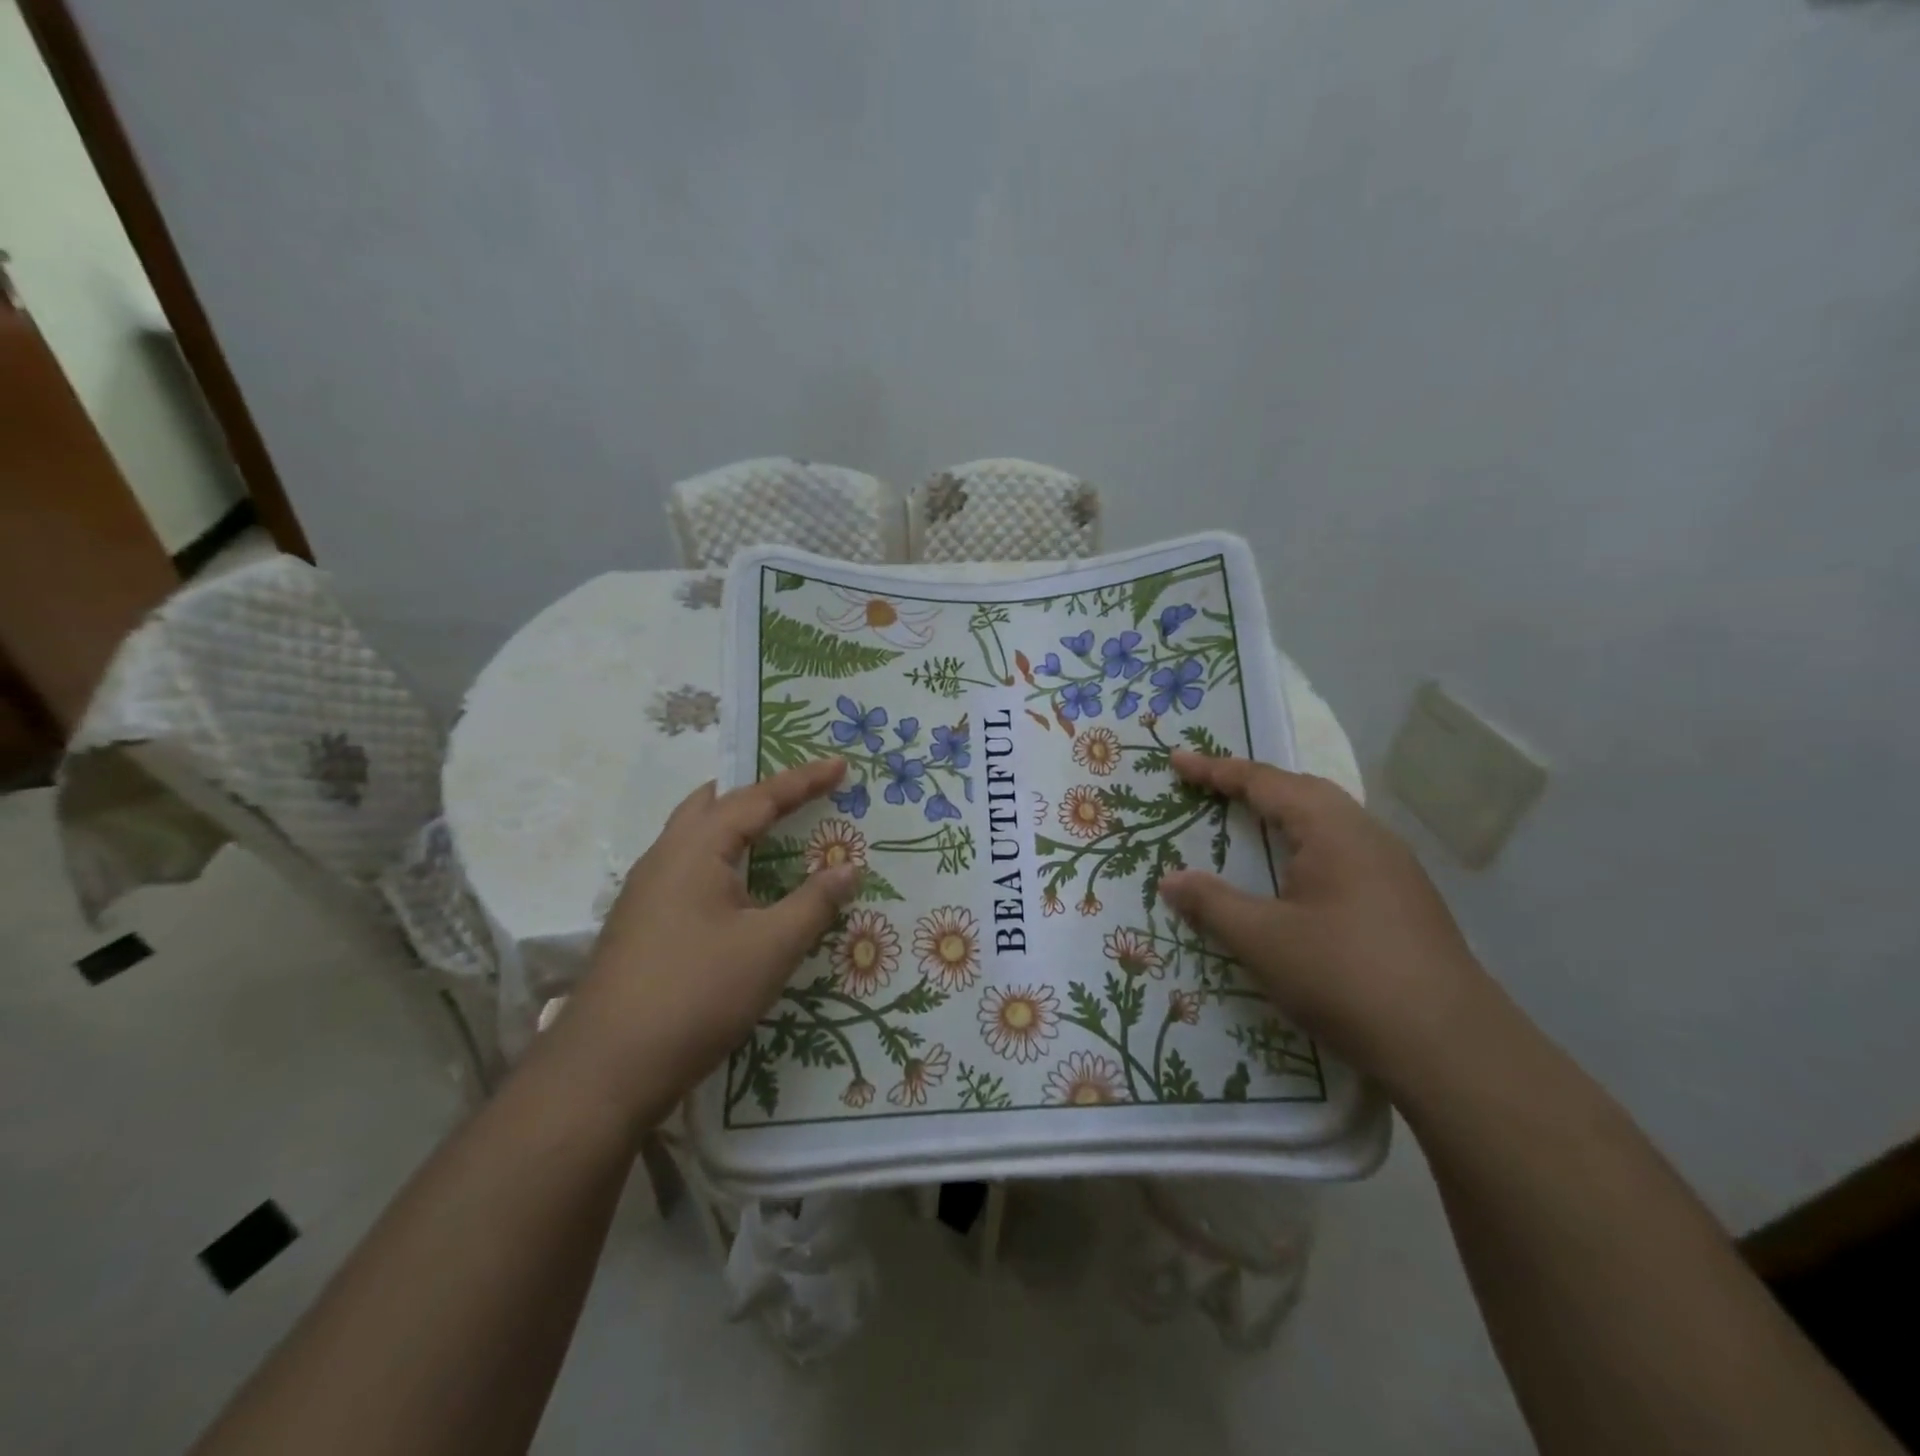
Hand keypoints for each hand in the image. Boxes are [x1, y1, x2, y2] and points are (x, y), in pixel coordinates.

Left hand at [552, 759, 860, 1117]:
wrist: (604, 1071)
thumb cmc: (695, 995)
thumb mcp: (770, 948)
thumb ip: (814, 902)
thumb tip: (852, 868)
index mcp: (694, 849)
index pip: (757, 798)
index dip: (803, 780)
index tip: (840, 765)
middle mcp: (664, 858)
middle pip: (714, 804)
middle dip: (760, 793)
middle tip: (800, 792)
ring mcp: (647, 893)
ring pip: (696, 838)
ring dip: (737, 826)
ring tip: (776, 832)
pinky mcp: (643, 925)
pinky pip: (690, 870)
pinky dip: (724, 860)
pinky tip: (741, 890)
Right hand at [1157, 750, 1498, 1091]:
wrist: (1450, 1048)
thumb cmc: (1344, 976)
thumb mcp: (1263, 939)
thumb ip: (1212, 903)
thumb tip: (1170, 879)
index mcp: (1332, 830)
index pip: (1265, 783)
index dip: (1216, 770)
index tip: (1177, 760)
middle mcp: (1367, 836)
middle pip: (1302, 792)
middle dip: (1252, 785)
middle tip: (1209, 787)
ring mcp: (1393, 868)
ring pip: (1327, 822)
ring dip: (1282, 815)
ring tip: (1248, 823)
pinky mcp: (1404, 901)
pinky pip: (1342, 851)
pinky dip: (1304, 846)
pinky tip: (1296, 877)